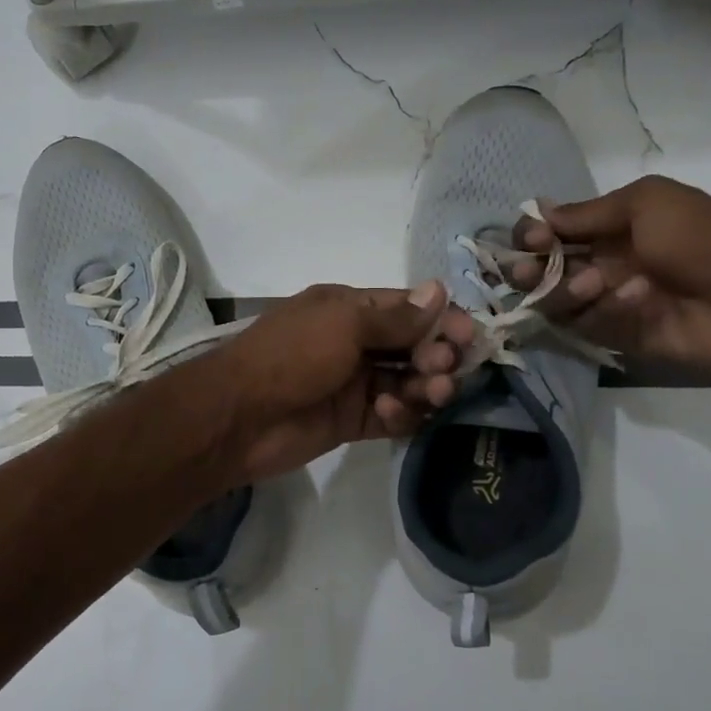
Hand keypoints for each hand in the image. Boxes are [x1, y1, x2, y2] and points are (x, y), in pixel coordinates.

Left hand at [206, 282, 474, 481]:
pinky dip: (401, 413)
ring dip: (426, 385)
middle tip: (445, 367)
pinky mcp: (352, 420)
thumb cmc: (291, 356)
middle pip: (413, 345)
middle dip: (437, 354)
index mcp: (349, 308)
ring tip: (434, 392)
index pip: (408, 308)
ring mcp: (354, 382)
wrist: (239, 416)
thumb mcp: (343, 325)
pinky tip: (392, 413)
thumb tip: (439, 291)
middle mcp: (355, 341)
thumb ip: (394, 316)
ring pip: (407, 381)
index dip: (441, 319)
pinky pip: (392, 414)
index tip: (471, 335)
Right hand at [510, 175, 710, 377]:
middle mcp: (600, 264)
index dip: (532, 234)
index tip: (534, 238)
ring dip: (566, 290)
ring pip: (555, 301)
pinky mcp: (616, 336)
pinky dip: (604, 312)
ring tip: (597, 284)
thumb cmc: (702, 239)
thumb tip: (540, 213)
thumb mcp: (647, 203)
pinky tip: (637, 302)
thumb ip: (588, 212)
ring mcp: (606, 302)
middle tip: (530, 272)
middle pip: (540, 269)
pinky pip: (585, 327)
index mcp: (608, 228)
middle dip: (529, 269)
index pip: (550, 230)